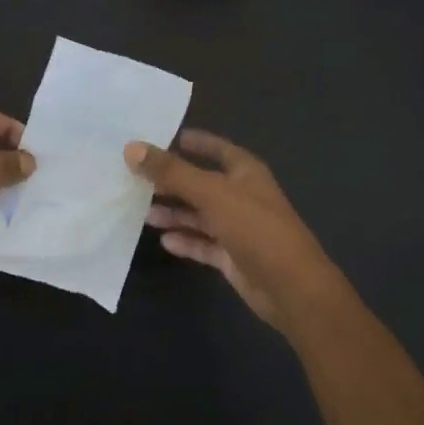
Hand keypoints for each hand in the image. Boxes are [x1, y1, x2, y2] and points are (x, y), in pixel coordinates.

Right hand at [124, 130, 346, 328]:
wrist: (290, 287)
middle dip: (173, 181)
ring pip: (200, 215)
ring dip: (175, 213)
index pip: (217, 148)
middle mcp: (242, 196)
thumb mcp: (211, 193)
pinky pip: (204, 244)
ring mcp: (238, 228)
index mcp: (245, 172)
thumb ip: (172, 172)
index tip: (164, 137)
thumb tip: (132, 148)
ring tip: (142, 212)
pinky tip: (164, 241)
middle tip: (137, 177)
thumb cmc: (255, 227)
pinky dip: (185, 241)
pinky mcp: (233, 257)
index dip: (194, 141)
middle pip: (202, 183)